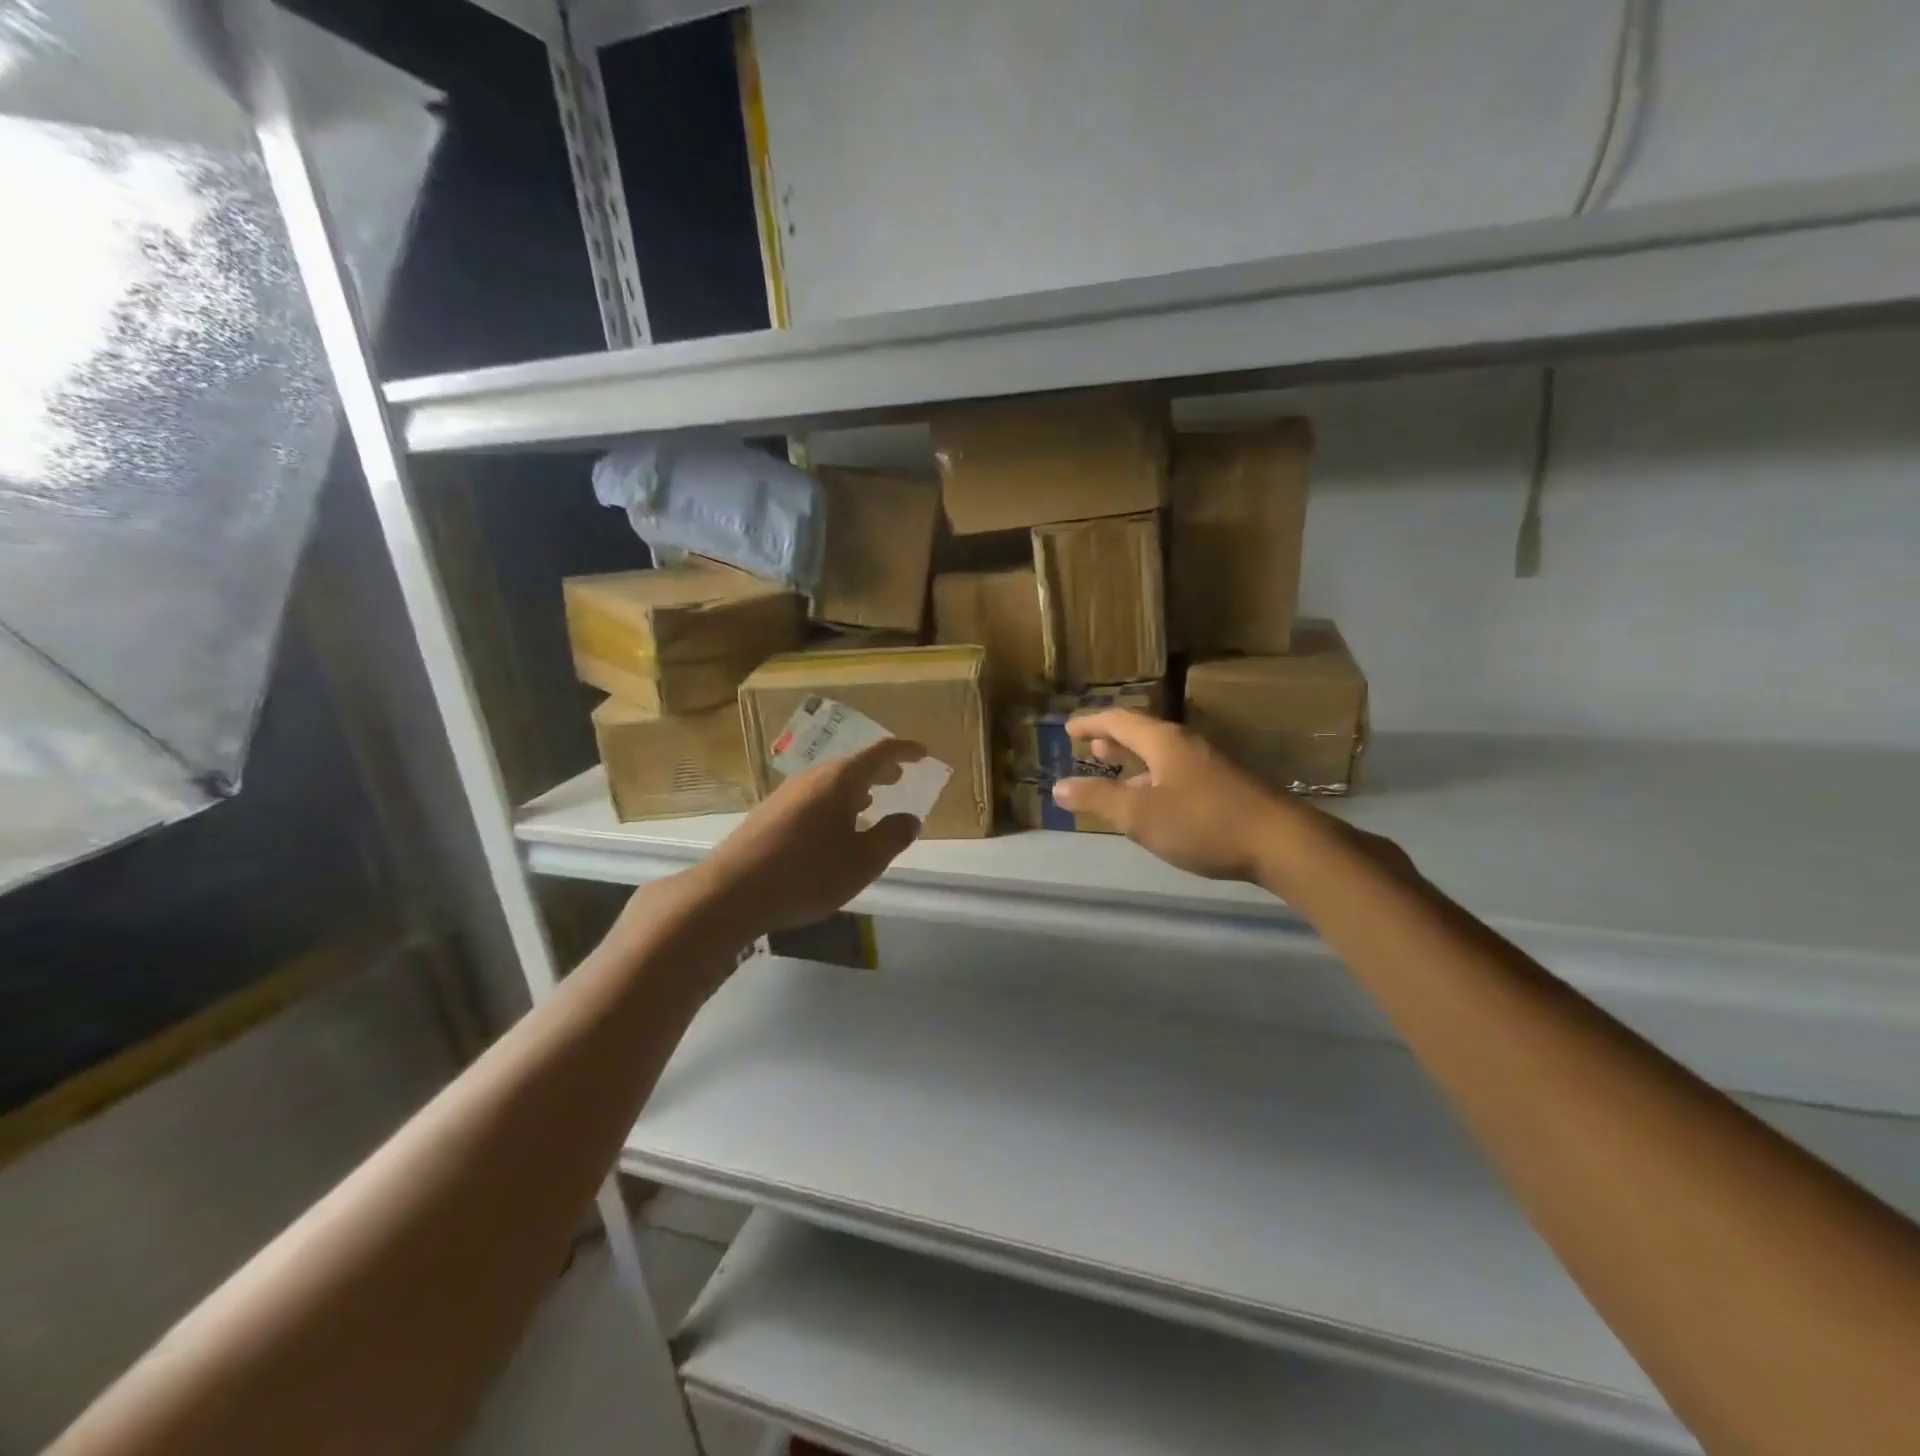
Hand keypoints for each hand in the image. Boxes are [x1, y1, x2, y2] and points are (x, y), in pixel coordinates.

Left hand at [700, 738, 924, 934]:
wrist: (732, 891)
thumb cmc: (808, 873)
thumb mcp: (863, 861)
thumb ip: (892, 837)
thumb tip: (910, 818)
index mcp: (840, 780)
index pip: (879, 753)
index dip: (904, 750)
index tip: (922, 753)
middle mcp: (812, 778)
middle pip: (852, 765)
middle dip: (879, 770)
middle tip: (899, 776)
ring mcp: (787, 794)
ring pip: (830, 782)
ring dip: (855, 788)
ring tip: (871, 802)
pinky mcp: (769, 814)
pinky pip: (813, 798)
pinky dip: (834, 802)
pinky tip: (834, 828)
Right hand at [1054, 710, 1304, 881]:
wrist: (1281, 842)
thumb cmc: (1203, 823)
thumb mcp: (1141, 815)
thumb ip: (1098, 799)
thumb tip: (1059, 786)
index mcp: (1163, 742)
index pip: (1118, 721)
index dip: (1090, 723)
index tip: (1069, 729)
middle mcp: (1186, 745)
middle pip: (1142, 734)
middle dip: (1113, 739)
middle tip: (1090, 746)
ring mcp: (1209, 765)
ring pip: (1161, 755)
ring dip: (1134, 761)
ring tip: (1116, 771)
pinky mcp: (1225, 787)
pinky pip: (1176, 772)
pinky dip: (1154, 778)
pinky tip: (1155, 802)